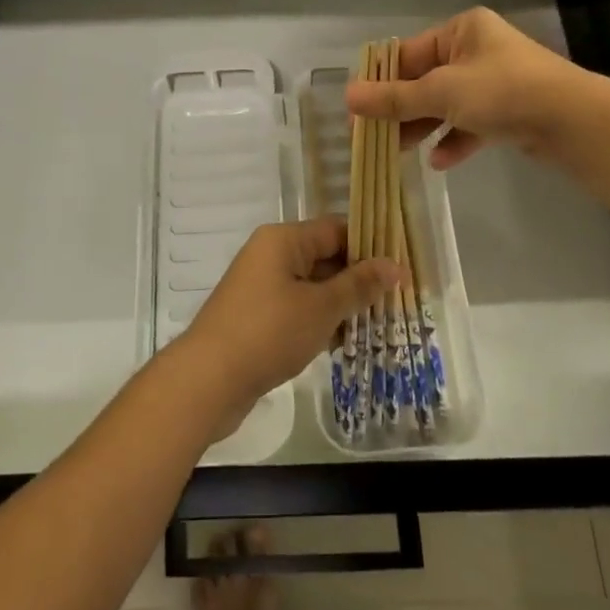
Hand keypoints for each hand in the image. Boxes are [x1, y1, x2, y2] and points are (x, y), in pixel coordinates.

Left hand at [176, 218, 399, 436]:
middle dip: (358, 280)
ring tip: (378, 327)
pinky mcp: (256, 316)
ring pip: (312, 286)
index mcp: (283, 239)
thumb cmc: (269, 332)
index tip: (401, 269)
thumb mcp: (321, 307)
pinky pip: (296, 308)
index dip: (370, 246)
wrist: (208, 380)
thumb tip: (394, 265)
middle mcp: (270, 254)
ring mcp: (260, 286)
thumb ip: (359, 285)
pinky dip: (318, 321)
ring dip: (340, 304)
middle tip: (396, 302)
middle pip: (324, 256)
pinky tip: (342, 344)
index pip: (336, 229)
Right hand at [345, 7, 582, 169]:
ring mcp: (495, 81)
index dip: (380, 80)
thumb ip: (394, 98)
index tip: (357, 108)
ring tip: (398, 151)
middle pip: (425, 79)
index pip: (408, 53)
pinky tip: (439, 161)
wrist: (574, 122)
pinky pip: (471, 123)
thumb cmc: (502, 92)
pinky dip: (454, 139)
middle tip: (372, 135)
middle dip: (400, 108)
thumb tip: (347, 96)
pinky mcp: (509, 110)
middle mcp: (477, 49)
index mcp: (461, 30)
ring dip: (423, 126)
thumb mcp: (441, 92)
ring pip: (446, 103)